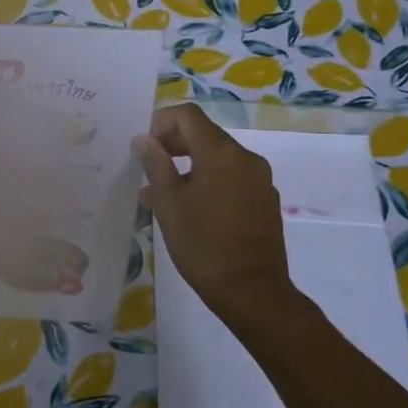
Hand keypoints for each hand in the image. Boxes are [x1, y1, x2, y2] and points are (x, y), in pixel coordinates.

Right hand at [135, 104, 297, 328]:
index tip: (143, 146)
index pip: (188, 116)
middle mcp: (245, 157)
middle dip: (173, 143)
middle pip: (204, 134)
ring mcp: (259, 179)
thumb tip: (145, 140)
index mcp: (221, 153)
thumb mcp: (169, 204)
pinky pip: (232, 177)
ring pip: (217, 157)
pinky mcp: (265, 200)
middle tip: (147, 167)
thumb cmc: (203, 245)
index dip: (161, 122)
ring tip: (161, 192)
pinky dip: (208, 180)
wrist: (252, 291)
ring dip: (188, 164)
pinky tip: (190, 208)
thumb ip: (156, 165)